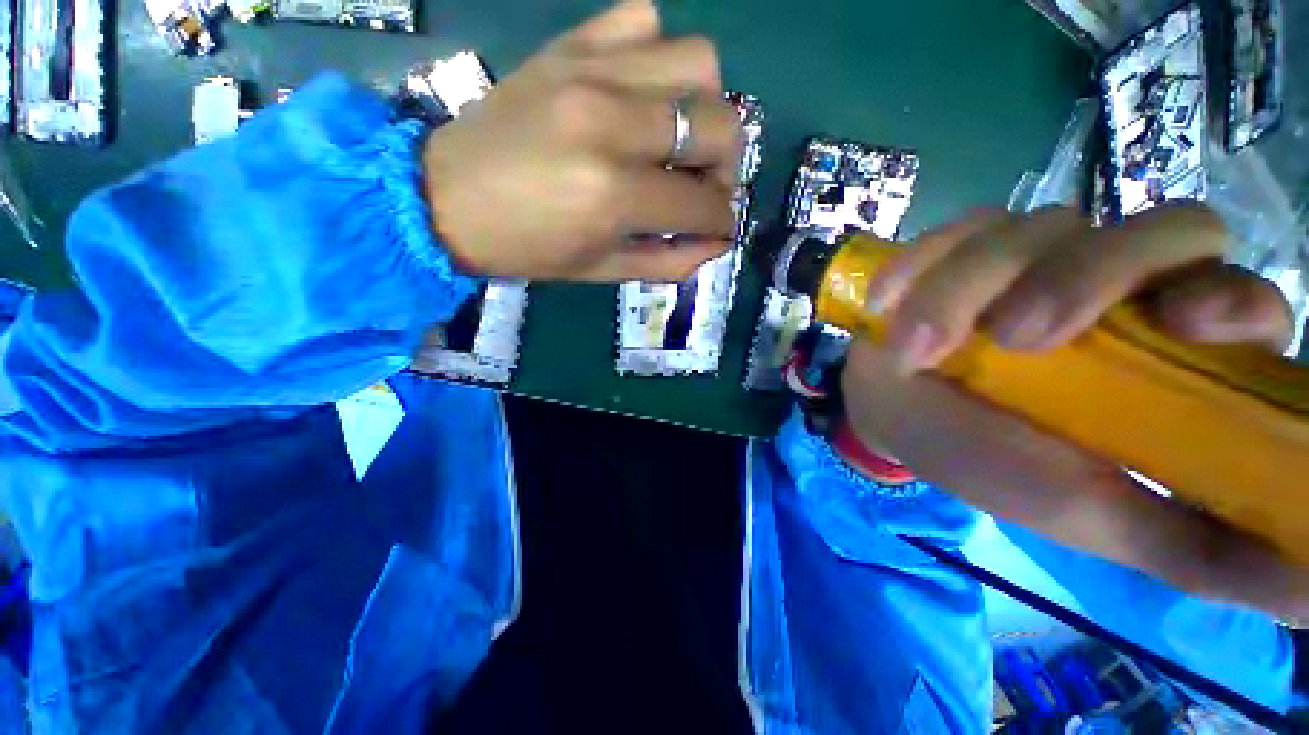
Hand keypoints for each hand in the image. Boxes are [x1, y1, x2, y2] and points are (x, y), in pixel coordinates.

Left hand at [422, 0, 743, 282]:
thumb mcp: (604, 271)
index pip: (705, 204)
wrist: (446, 198)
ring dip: (703, 106)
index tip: (718, 228)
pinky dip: (658, 58)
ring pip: (698, 62)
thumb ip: (670, 261)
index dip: (723, 222)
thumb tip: (717, 242)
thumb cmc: (528, 249)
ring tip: (678, 138)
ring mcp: (592, 71)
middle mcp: (612, 123)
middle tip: (701, 187)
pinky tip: (641, 95)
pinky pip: (644, 21)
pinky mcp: (571, 46)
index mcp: (614, 195)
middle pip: (720, 124)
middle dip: (726, 167)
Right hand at [841, 203, 1307, 620]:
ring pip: (1035, 228)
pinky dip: (920, 265)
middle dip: (1084, 275)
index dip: (1225, 296)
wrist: (892, 414)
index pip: (1234, 292)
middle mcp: (1113, 285)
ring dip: (962, 288)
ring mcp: (1031, 255)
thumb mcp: (1094, 517)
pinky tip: (887, 302)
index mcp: (1162, 351)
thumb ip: (1200, 547)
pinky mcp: (961, 245)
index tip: (1182, 326)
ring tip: (911, 348)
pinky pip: (955, 231)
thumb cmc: (987, 463)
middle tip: (1011, 339)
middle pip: (1154, 228)